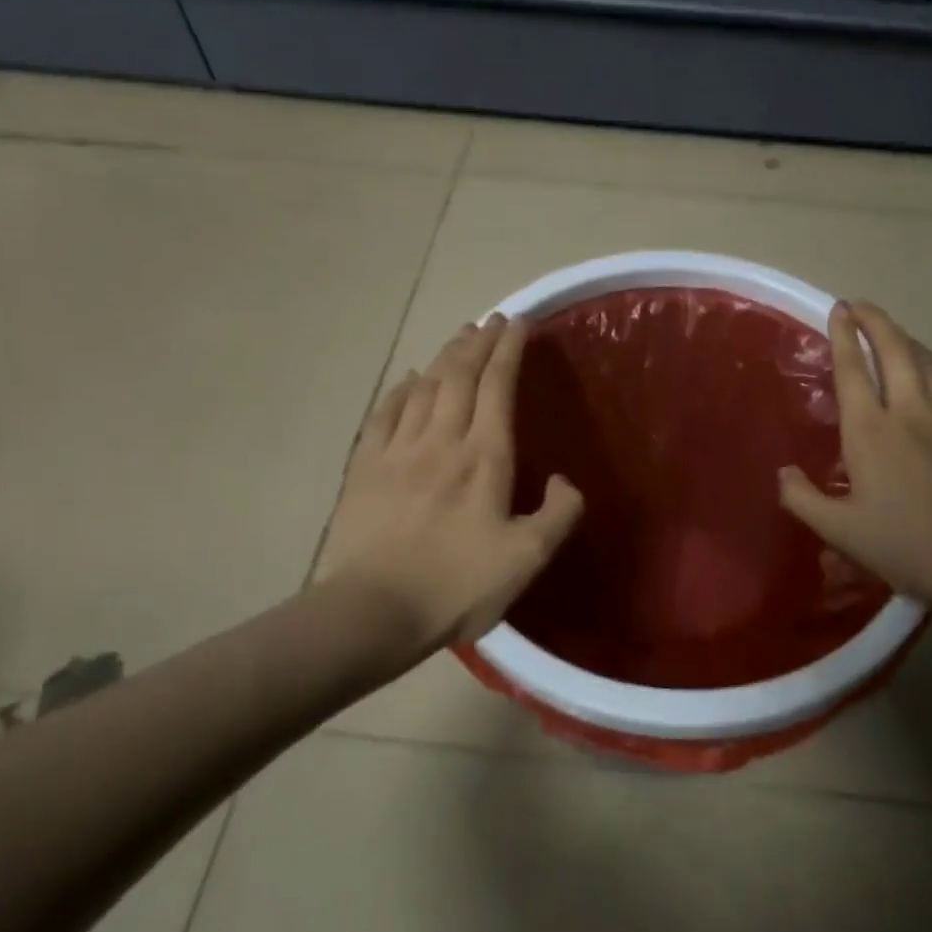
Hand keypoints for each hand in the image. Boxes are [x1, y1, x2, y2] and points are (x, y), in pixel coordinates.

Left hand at [316, 315, 583, 649]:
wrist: (373, 610)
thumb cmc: (457, 586)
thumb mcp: (527, 559)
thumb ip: (558, 515)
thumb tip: (566, 481)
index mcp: (485, 458)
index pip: (498, 386)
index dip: (509, 349)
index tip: (519, 322)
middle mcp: (441, 440)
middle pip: (460, 375)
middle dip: (479, 342)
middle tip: (491, 320)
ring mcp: (398, 451)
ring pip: (423, 387)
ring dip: (444, 357)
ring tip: (459, 337)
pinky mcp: (365, 468)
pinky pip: (385, 414)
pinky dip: (400, 389)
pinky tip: (407, 379)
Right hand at [778, 300, 931, 607]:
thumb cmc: (908, 543)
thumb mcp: (841, 531)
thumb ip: (803, 499)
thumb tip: (783, 472)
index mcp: (871, 431)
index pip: (853, 370)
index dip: (843, 336)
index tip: (839, 310)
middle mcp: (911, 410)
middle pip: (895, 350)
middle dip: (876, 322)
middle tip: (861, 306)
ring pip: (928, 361)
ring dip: (907, 340)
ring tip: (894, 333)